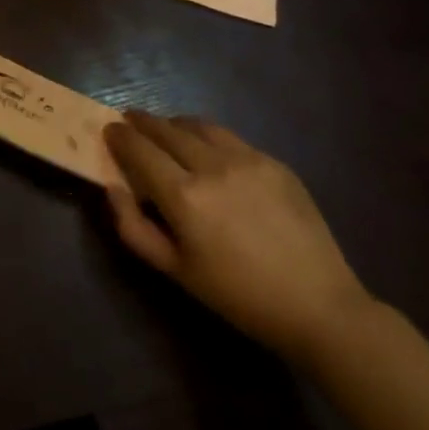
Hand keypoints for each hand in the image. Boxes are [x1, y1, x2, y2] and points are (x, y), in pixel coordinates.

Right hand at [105, 112, 371, 361]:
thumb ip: (133, 227)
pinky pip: (229, 138)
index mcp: (184, 196)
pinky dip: (207, 137)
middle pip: (165, 129)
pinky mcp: (274, 162)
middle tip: (129, 122)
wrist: (318, 307)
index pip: (139, 149)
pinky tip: (208, 152)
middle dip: (141, 122)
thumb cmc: (238, 296)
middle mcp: (212, 166)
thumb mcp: (175, 271)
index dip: (120, 136)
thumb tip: (112, 187)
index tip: (109, 130)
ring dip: (174, 124)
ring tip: (166, 132)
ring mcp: (247, 159)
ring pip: (197, 125)